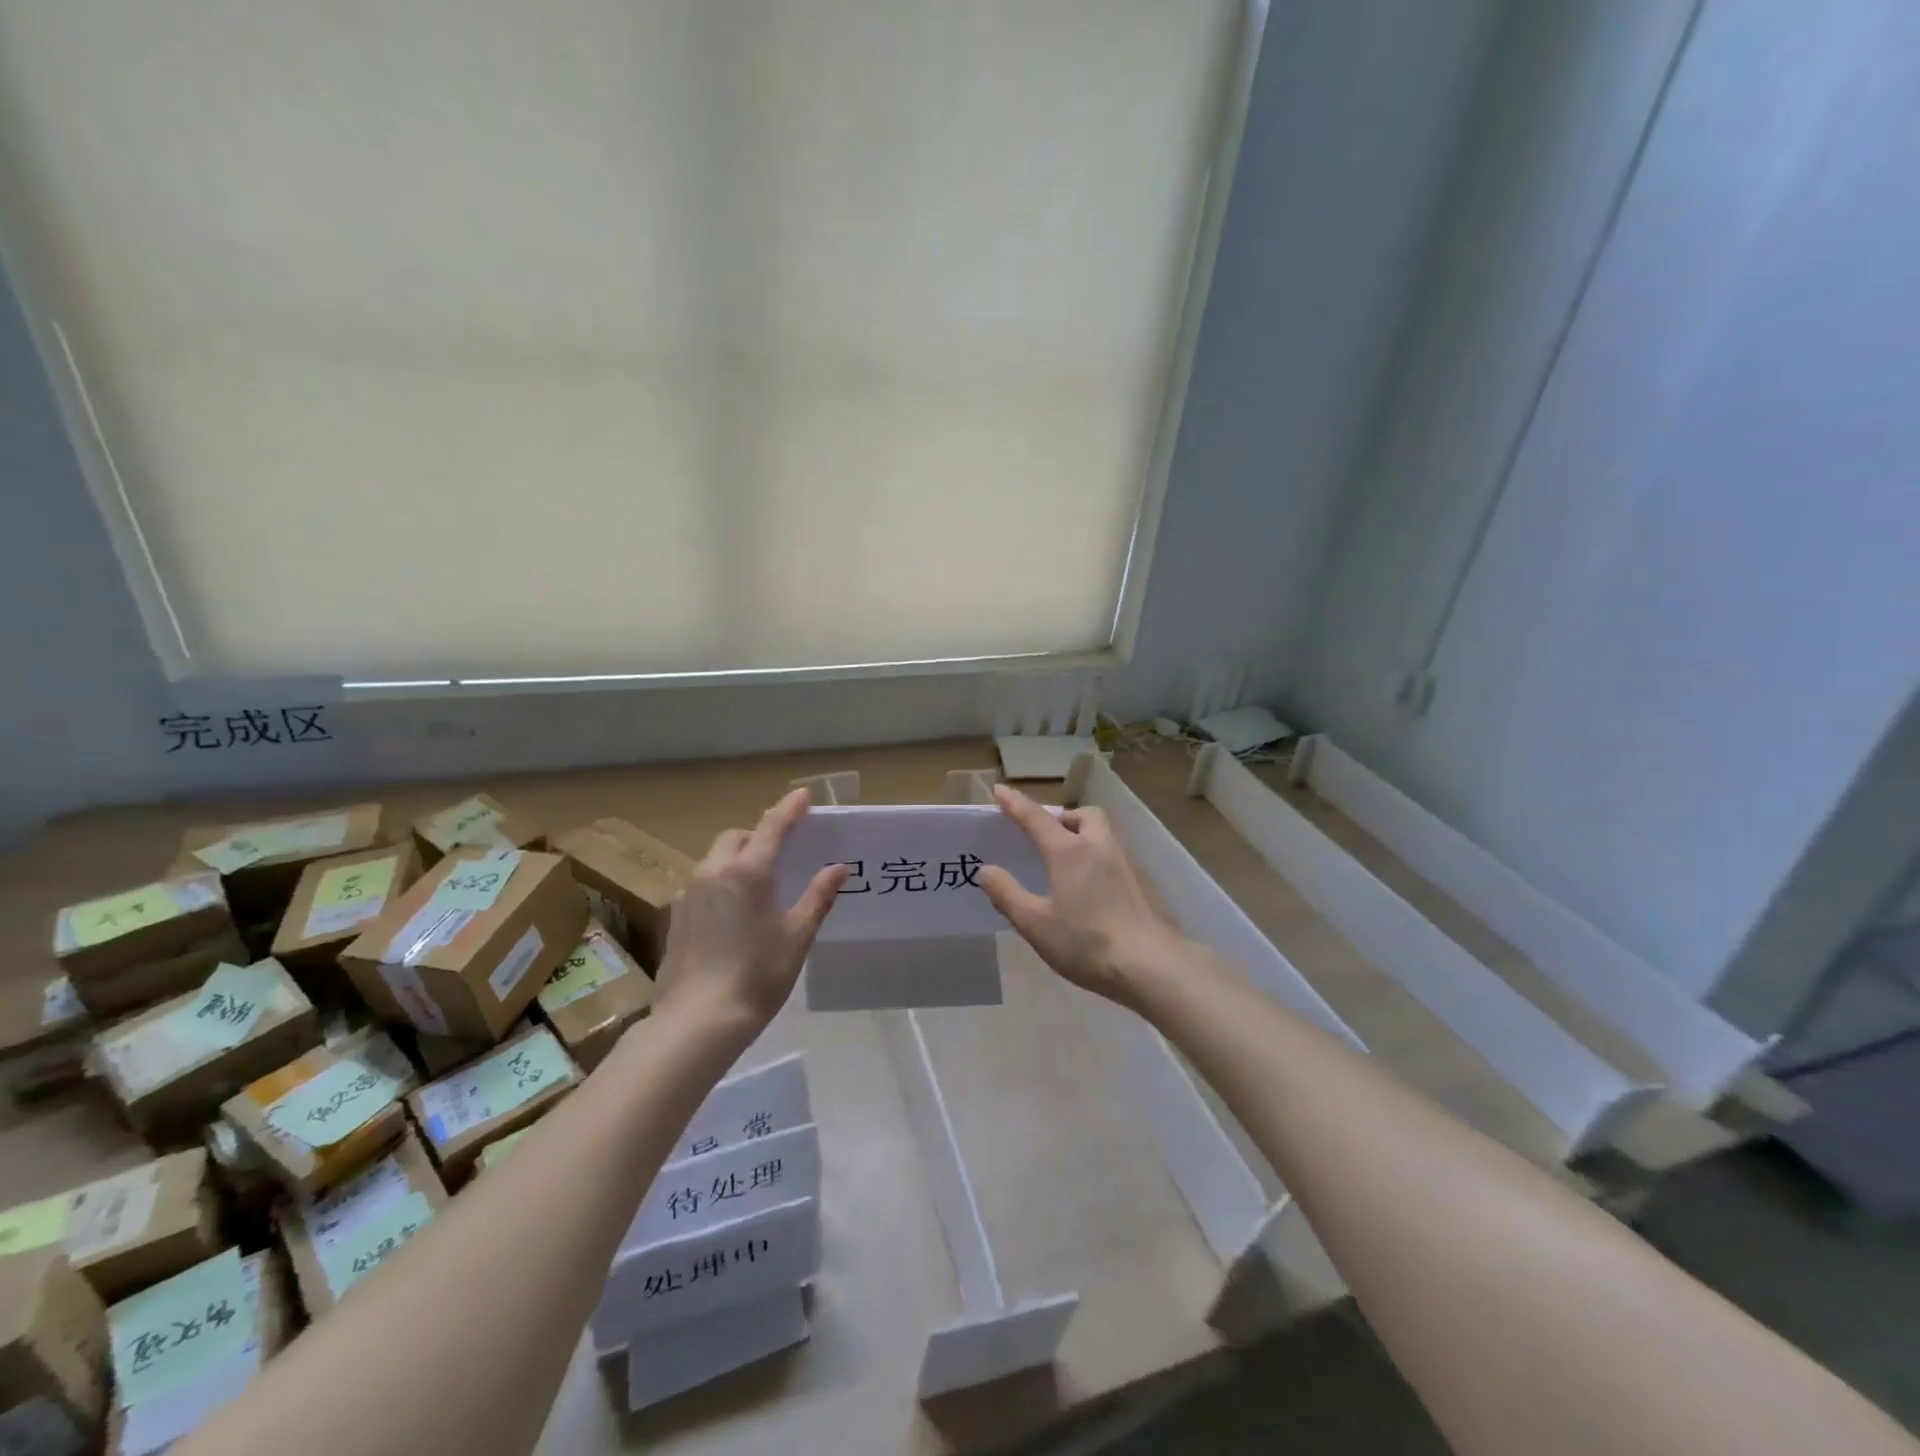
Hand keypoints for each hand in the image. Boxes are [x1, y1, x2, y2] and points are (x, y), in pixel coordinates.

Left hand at [654, 789, 846, 1032]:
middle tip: (781, 850)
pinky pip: (701, 883)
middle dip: (759, 834)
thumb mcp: (797, 936)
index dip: (789, 808)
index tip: (802, 794)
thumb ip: (817, 897)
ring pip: (715, 859)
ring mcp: (689, 893)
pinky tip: (732, 911)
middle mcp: (713, 872)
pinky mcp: (676, 916)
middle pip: (737, 837)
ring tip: (757, 882)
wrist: (698, 1020)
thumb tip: (837, 868)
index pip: (772, 827)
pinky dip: (720, 881)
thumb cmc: (757, 976)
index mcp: (748, 872)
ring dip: (737, 857)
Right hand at [979, 783, 1184, 1007]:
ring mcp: (1126, 863)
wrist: (1152, 965)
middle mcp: (1099, 846)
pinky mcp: (1142, 883)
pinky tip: (1093, 889)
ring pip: (1102, 833)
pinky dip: (1098, 859)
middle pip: (1083, 815)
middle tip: (1046, 836)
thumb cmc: (1087, 942)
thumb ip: (1007, 894)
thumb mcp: (1035, 924)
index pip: (1036, 817)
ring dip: (1083, 835)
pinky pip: (1114, 856)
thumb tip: (986, 870)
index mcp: (1068, 851)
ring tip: (1067, 863)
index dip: (1015, 803)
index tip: (999, 790)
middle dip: (1062, 817)